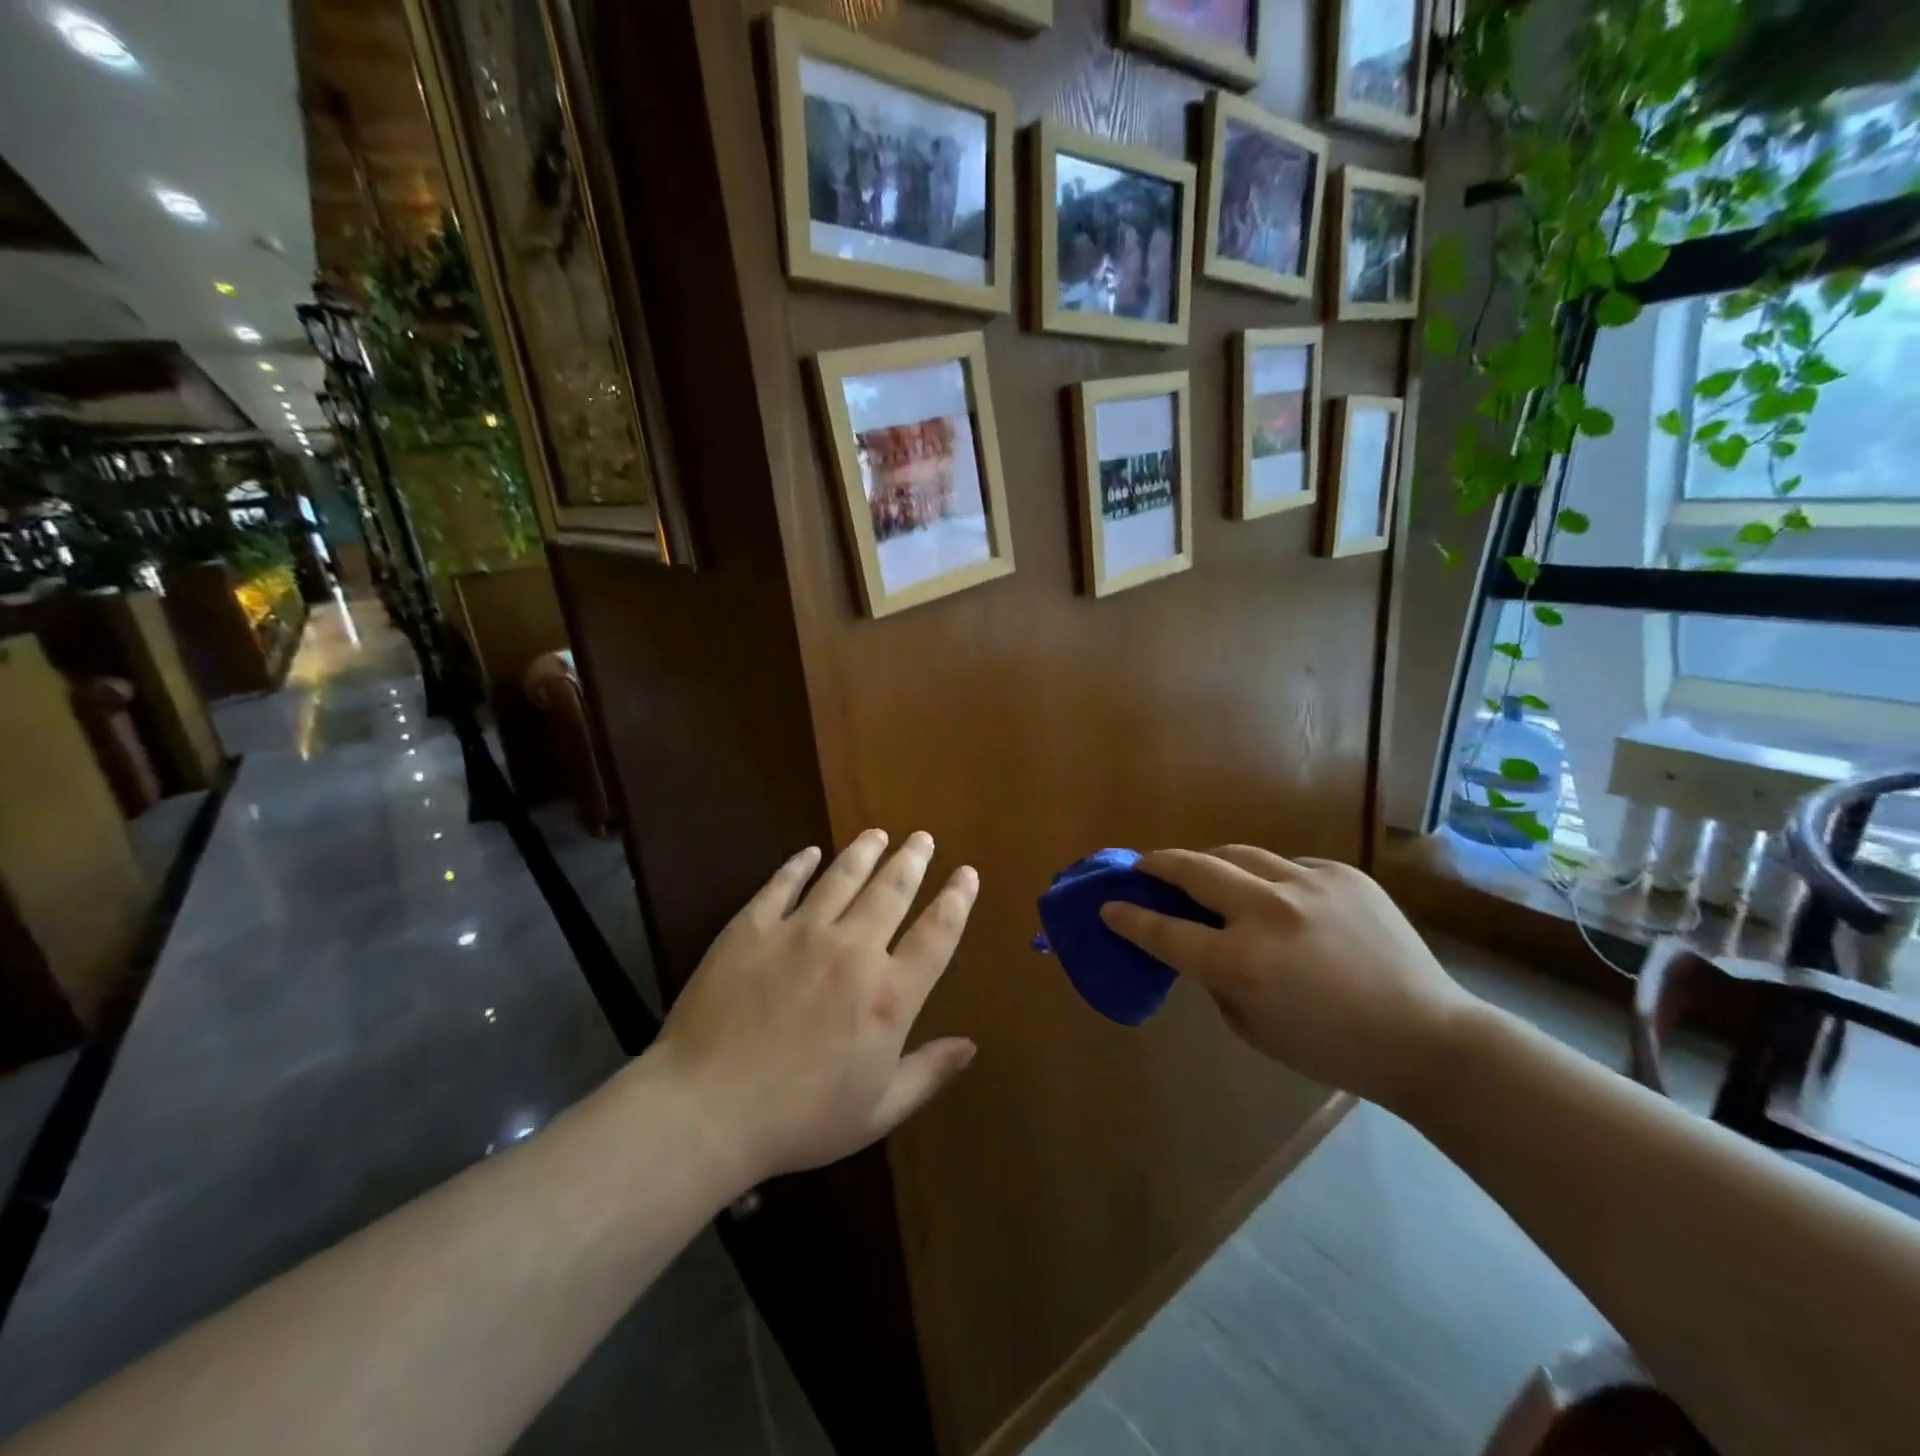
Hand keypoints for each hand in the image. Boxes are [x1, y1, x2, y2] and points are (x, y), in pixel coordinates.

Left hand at [653, 830, 978, 1186]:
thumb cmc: (798, 1120)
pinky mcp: (752, 927)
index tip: (967, 873)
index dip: (957, 900)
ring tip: (878, 834)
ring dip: (864, 852)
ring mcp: (799, 932)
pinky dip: (799, 864)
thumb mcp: (876, 1111)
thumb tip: (970, 1047)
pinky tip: (810, 853)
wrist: (706, 1110)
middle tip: (922, 837)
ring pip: (842, 877)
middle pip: (891, 891)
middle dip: (912, 860)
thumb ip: (927, 1073)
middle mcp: (852, 950)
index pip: (936, 934)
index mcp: (888, 995)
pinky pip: (782, 884)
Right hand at [1100, 848, 1474, 1111]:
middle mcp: (1267, 913)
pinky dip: (1270, 878)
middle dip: (1158, 865)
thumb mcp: (1253, 1028)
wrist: (1427, 1036)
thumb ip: (1214, 979)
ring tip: (1206, 873)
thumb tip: (1195, 943)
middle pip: (1192, 869)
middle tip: (1144, 867)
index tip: (1109, 905)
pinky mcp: (1341, 874)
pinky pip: (1287, 865)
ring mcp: (1307, 885)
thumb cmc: (1331, 1048)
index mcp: (1241, 964)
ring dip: (1211, 862)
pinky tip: (1281, 900)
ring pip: (1237, 852)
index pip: (1164, 930)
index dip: (1129, 917)